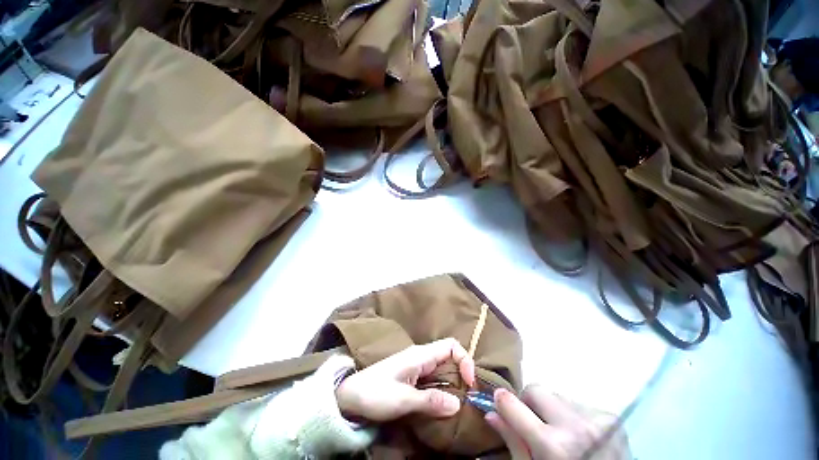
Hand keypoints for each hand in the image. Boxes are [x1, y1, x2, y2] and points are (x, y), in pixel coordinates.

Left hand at [335, 338, 475, 421]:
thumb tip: (458, 404)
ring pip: (443, 367)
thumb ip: (430, 400)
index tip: (469, 383)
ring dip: (454, 382)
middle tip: (468, 397)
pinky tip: (445, 402)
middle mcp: (421, 356)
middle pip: (449, 356)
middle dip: (462, 373)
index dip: (464, 359)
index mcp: (421, 355)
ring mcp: (417, 365)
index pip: (451, 346)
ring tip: (460, 402)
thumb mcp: (403, 400)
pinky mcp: (413, 376)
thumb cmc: (375, 393)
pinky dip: (444, 387)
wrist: (351, 395)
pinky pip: (435, 377)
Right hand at [486, 385, 629, 459]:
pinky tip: (579, 435)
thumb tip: (491, 413)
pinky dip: (571, 414)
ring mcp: (596, 418)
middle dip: (528, 403)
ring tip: (561, 433)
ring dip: (551, 409)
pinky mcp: (610, 417)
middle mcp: (575, 426)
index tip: (498, 402)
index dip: (501, 401)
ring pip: (556, 394)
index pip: (511, 403)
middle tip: (533, 423)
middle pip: (535, 389)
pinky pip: (576, 402)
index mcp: (553, 446)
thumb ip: (514, 443)